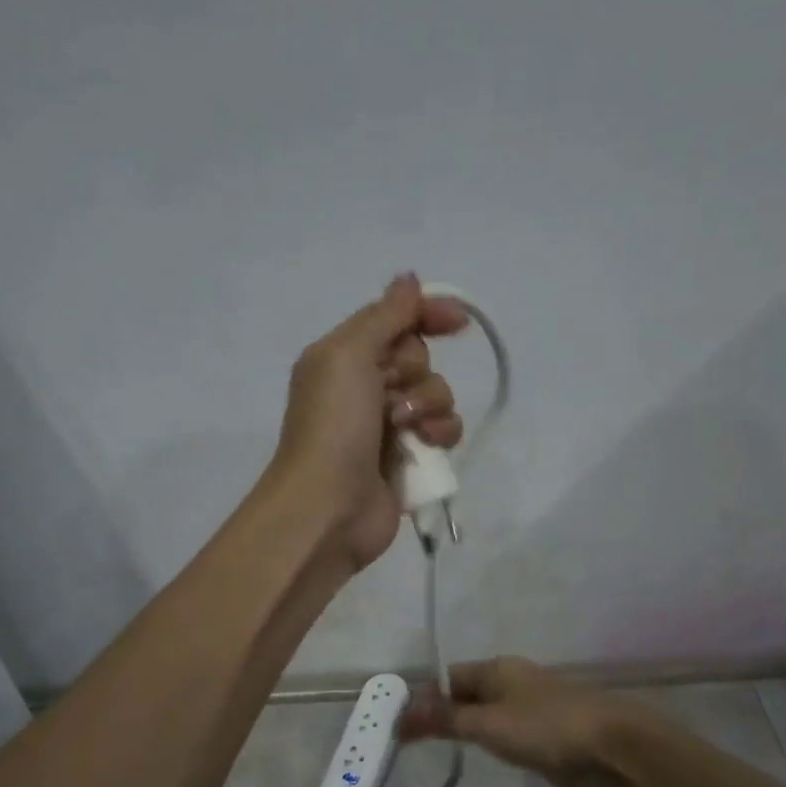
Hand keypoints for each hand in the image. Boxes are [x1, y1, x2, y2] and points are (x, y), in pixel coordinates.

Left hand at [272, 273, 470, 569]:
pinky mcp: (408, 459)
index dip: (426, 314)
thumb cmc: (333, 426)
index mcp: (342, 357)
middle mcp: (364, 387)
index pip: (394, 320)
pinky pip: (443, 431)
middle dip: (415, 372)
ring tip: (406, 429)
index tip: (457, 322)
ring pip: (437, 394)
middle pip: (418, 357)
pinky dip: (440, 435)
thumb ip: (384, 316)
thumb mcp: (349, 356)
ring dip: (430, 407)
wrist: (328, 506)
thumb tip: (409, 279)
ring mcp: (388, 425)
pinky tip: (425, 448)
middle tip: (391, 393)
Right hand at [400, 656, 653, 786]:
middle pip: (464, 696)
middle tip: (406, 745)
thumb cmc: (549, 728)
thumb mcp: (490, 724)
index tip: (396, 725)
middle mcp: (510, 684)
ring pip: (484, 717)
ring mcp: (529, 710)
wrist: (617, 749)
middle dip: (438, 716)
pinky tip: (476, 759)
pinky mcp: (544, 736)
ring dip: (461, 732)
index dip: (421, 699)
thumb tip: (402, 713)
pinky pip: (505, 736)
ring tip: (431, 755)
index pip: (447, 678)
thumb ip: (446, 720)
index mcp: (497, 670)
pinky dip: (487, 744)